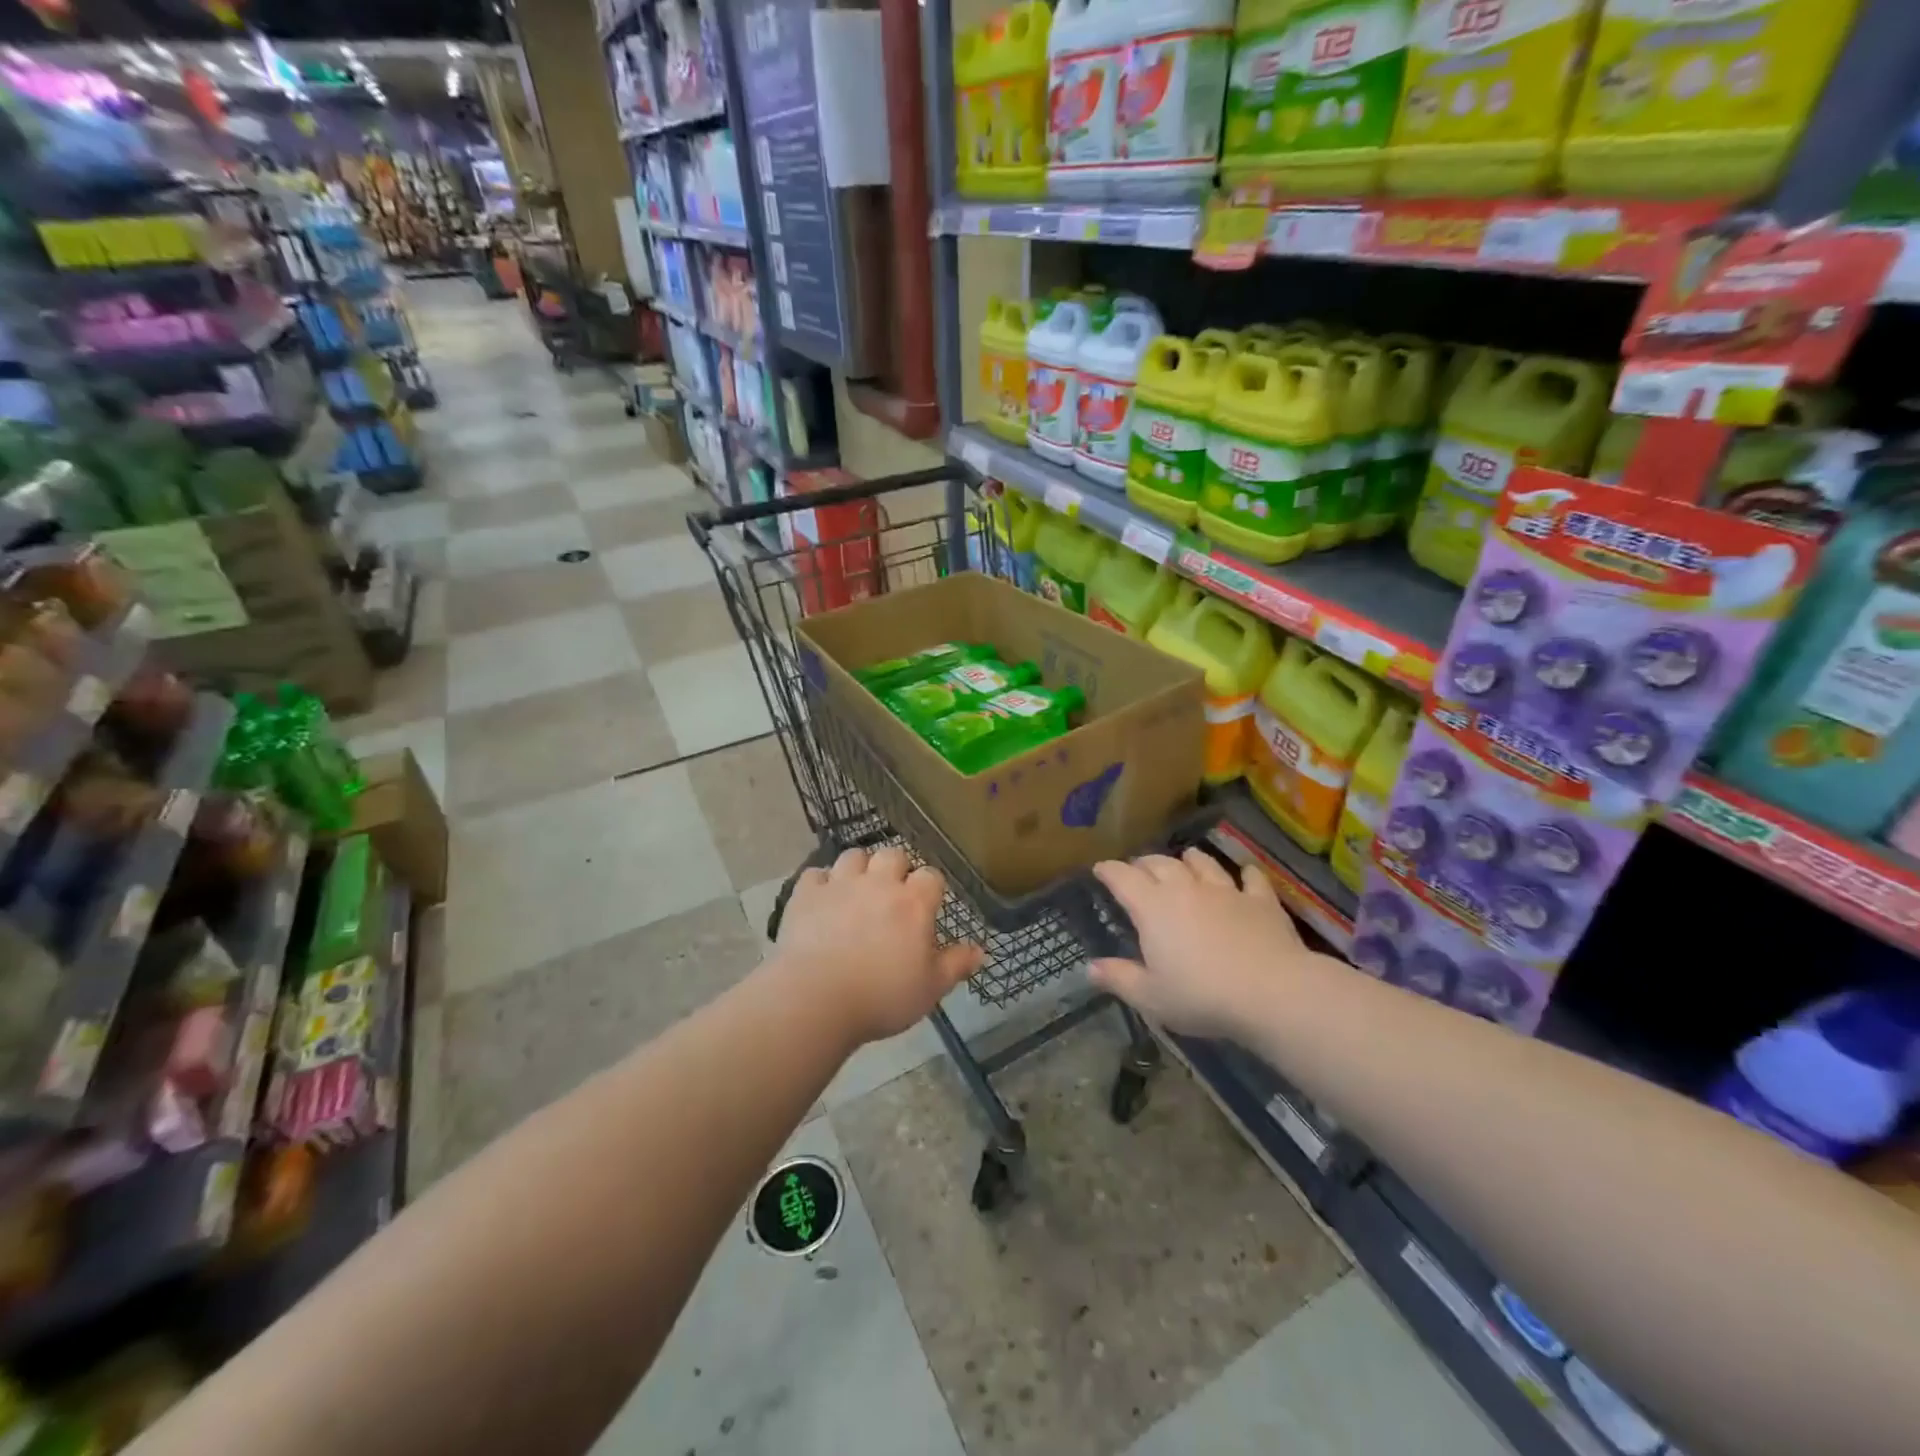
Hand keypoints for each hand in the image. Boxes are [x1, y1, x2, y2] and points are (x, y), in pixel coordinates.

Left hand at [775, 846, 983, 1045]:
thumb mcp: (930, 988)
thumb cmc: (882, 996)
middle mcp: (879, 883)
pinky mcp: (806, 894)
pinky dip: (821, 883)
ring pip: (854, 856)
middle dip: (896, 868)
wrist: (816, 998)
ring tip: (857, 890)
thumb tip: (981, 950)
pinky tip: (822, 900)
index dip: (930, 888)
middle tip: (892, 894)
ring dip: (859, 868)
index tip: (927, 906)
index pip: (931, 876)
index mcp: (913, 903)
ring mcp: (840, 884)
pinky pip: (815, 874)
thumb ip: (956, 965)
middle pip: (893, 854)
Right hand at [1090, 848, 1320, 1039]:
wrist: (1271, 992)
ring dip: (1189, 859)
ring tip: (1185, 861)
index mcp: (1152, 907)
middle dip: (1144, 863)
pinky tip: (1245, 873)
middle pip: (1160, 863)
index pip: (1123, 878)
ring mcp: (1225, 890)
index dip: (1108, 871)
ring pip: (1202, 862)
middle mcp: (1185, 888)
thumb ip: (1119, 979)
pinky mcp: (1260, 900)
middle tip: (1138, 869)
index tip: (1100, 869)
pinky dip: (1244, 873)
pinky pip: (1251, 877)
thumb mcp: (1151, 997)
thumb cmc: (1201, 996)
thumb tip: (1090, 967)